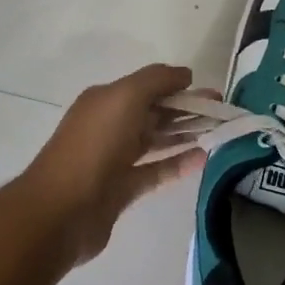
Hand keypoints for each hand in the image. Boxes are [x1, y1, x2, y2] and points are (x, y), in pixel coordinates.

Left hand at [24, 64, 209, 265]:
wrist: (62, 210)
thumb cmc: (94, 146)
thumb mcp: (124, 97)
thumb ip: (156, 80)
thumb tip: (185, 74)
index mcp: (106, 100)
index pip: (148, 86)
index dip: (179, 86)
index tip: (211, 92)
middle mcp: (110, 125)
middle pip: (155, 112)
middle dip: (188, 109)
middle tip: (222, 113)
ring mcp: (115, 159)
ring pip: (157, 140)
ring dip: (186, 134)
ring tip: (218, 133)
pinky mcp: (122, 189)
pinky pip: (156, 170)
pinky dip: (178, 163)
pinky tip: (203, 159)